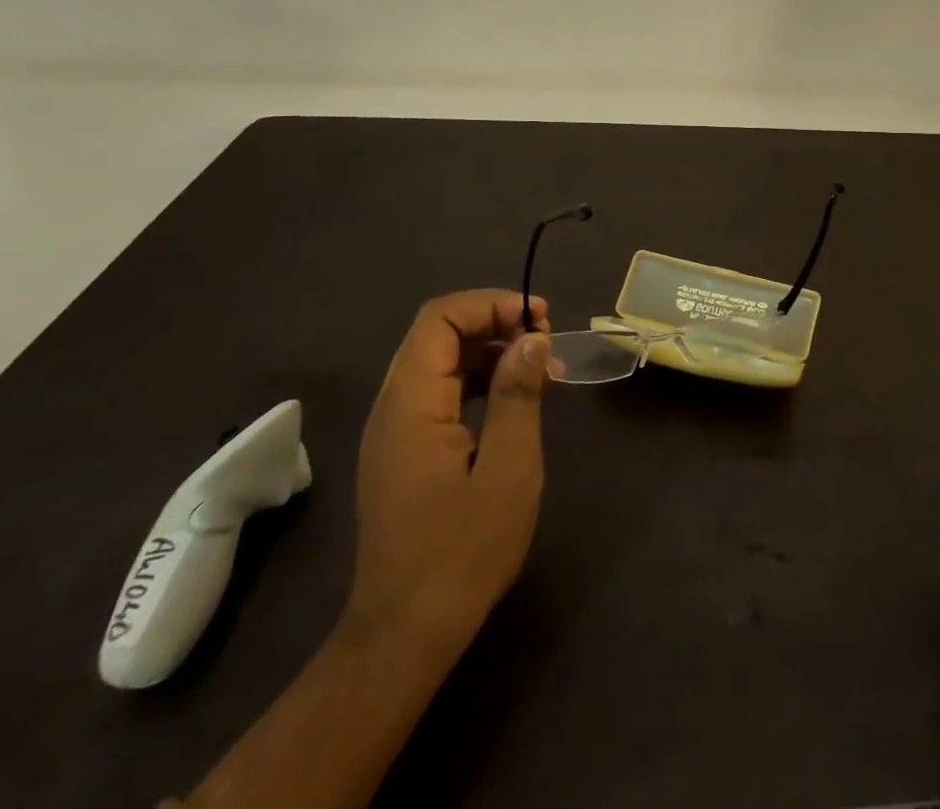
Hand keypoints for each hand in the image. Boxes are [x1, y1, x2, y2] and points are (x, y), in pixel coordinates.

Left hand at [345, 289, 551, 655]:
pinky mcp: (406, 452)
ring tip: (540, 366)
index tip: (538, 320)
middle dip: (494, 322)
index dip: (490, 305)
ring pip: (441, 362)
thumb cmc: (462, 552)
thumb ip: (519, 396)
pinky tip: (516, 398)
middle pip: (438, 334)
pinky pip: (441, 393)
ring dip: (490, 350)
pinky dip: (479, 380)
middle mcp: (394, 408)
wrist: (406, 634)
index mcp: (411, 405)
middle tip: (545, 339)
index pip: (439, 319)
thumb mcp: (508, 470)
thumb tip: (531, 339)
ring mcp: (396, 431)